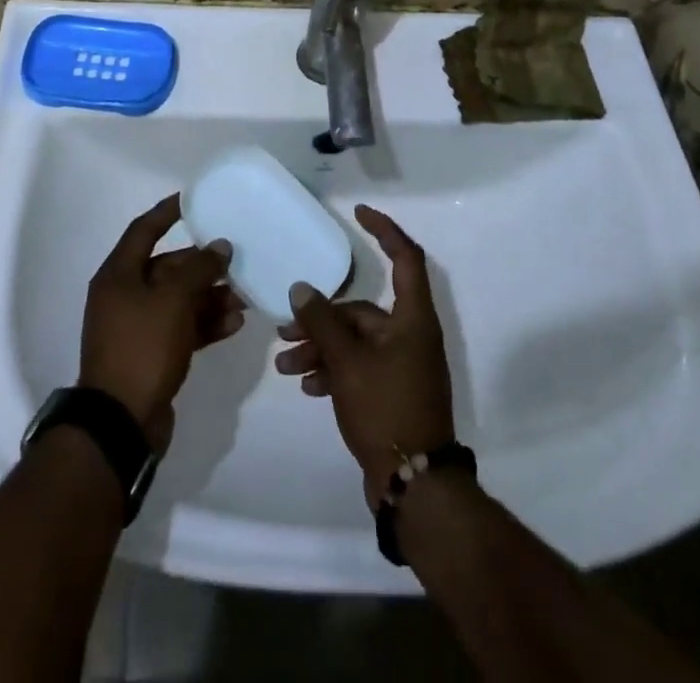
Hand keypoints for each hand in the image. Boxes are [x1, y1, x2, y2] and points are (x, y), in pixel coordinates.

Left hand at [79, 192, 244, 449]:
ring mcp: (138, 328)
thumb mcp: (173, 300)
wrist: (121, 423)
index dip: (168, 212)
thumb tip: (219, 247)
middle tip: (236, 260)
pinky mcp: (152, 355)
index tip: (194, 199)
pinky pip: (182, 329)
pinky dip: (205, 323)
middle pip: (167, 268)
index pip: (144, 230)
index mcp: (118, 275)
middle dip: (202, 266)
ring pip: (179, 301)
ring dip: (210, 296)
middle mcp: (125, 296)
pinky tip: (234, 323)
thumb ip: (198, 269)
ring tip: (244, 296)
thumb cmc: (142, 347)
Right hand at [276, 204, 455, 506]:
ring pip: (356, 341)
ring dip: (321, 348)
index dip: (384, 230)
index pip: (405, 258)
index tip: (358, 213)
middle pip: (362, 310)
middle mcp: (410, 335)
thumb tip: (301, 288)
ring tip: (286, 366)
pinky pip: (359, 367)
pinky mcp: (393, 391)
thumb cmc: (385, 408)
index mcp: (412, 318)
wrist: (415, 485)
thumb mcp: (347, 362)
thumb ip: (322, 321)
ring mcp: (403, 365)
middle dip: (321, 319)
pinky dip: (334, 371)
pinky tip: (307, 386)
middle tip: (284, 331)